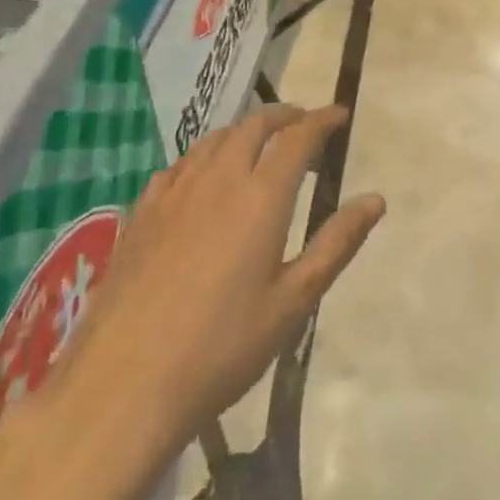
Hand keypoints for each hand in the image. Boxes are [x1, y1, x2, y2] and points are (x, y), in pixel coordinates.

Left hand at [49, 104, 384, 461]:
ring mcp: (174, 194)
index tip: (339, 114)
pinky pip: (179, 166)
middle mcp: (218, 180)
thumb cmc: (222, 347)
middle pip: (253, 127)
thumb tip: (376, 200)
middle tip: (303, 123)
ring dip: (244, 131)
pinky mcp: (141, 214)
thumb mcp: (293, 301)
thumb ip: (336, 243)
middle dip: (284, 116)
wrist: (123, 385)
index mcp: (261, 196)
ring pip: (214, 140)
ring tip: (259, 144)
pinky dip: (203, 156)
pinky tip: (202, 179)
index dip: (322, 119)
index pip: (298, 137)